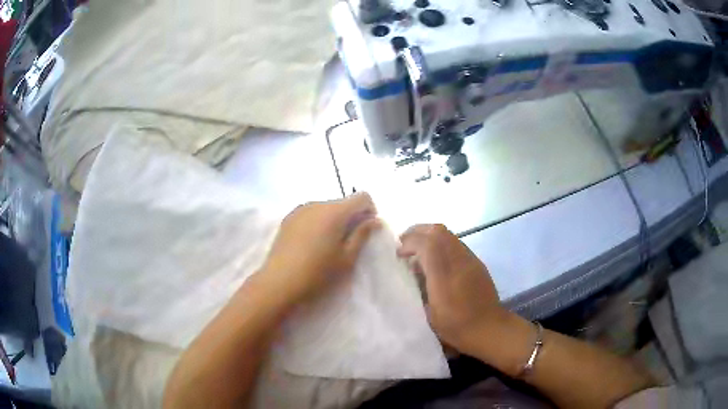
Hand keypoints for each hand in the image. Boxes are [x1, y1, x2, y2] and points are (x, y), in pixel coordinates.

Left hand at [259, 193, 380, 305]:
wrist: (279, 282)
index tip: (366, 230)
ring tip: (328, 244)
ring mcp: (300, 209)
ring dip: (334, 219)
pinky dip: (318, 222)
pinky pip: (311, 213)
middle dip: (351, 216)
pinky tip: (312, 243)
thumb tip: (375, 220)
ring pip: (326, 207)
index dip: (370, 210)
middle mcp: (317, 203)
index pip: (362, 197)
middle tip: (348, 241)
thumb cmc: (318, 273)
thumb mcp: (346, 258)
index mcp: (334, 211)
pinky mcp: (288, 218)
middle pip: (343, 202)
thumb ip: (362, 235)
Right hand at [397, 224, 506, 355]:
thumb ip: (420, 289)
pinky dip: (441, 245)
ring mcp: (470, 260)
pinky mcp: (477, 263)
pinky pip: (456, 244)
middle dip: (418, 231)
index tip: (398, 253)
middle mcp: (459, 261)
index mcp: (445, 276)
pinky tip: (436, 261)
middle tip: (405, 243)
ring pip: (448, 235)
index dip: (409, 242)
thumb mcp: (430, 314)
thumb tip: (414, 270)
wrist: (490, 328)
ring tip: (418, 250)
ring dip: (430, 237)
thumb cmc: (457, 327)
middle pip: (438, 231)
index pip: (427, 244)